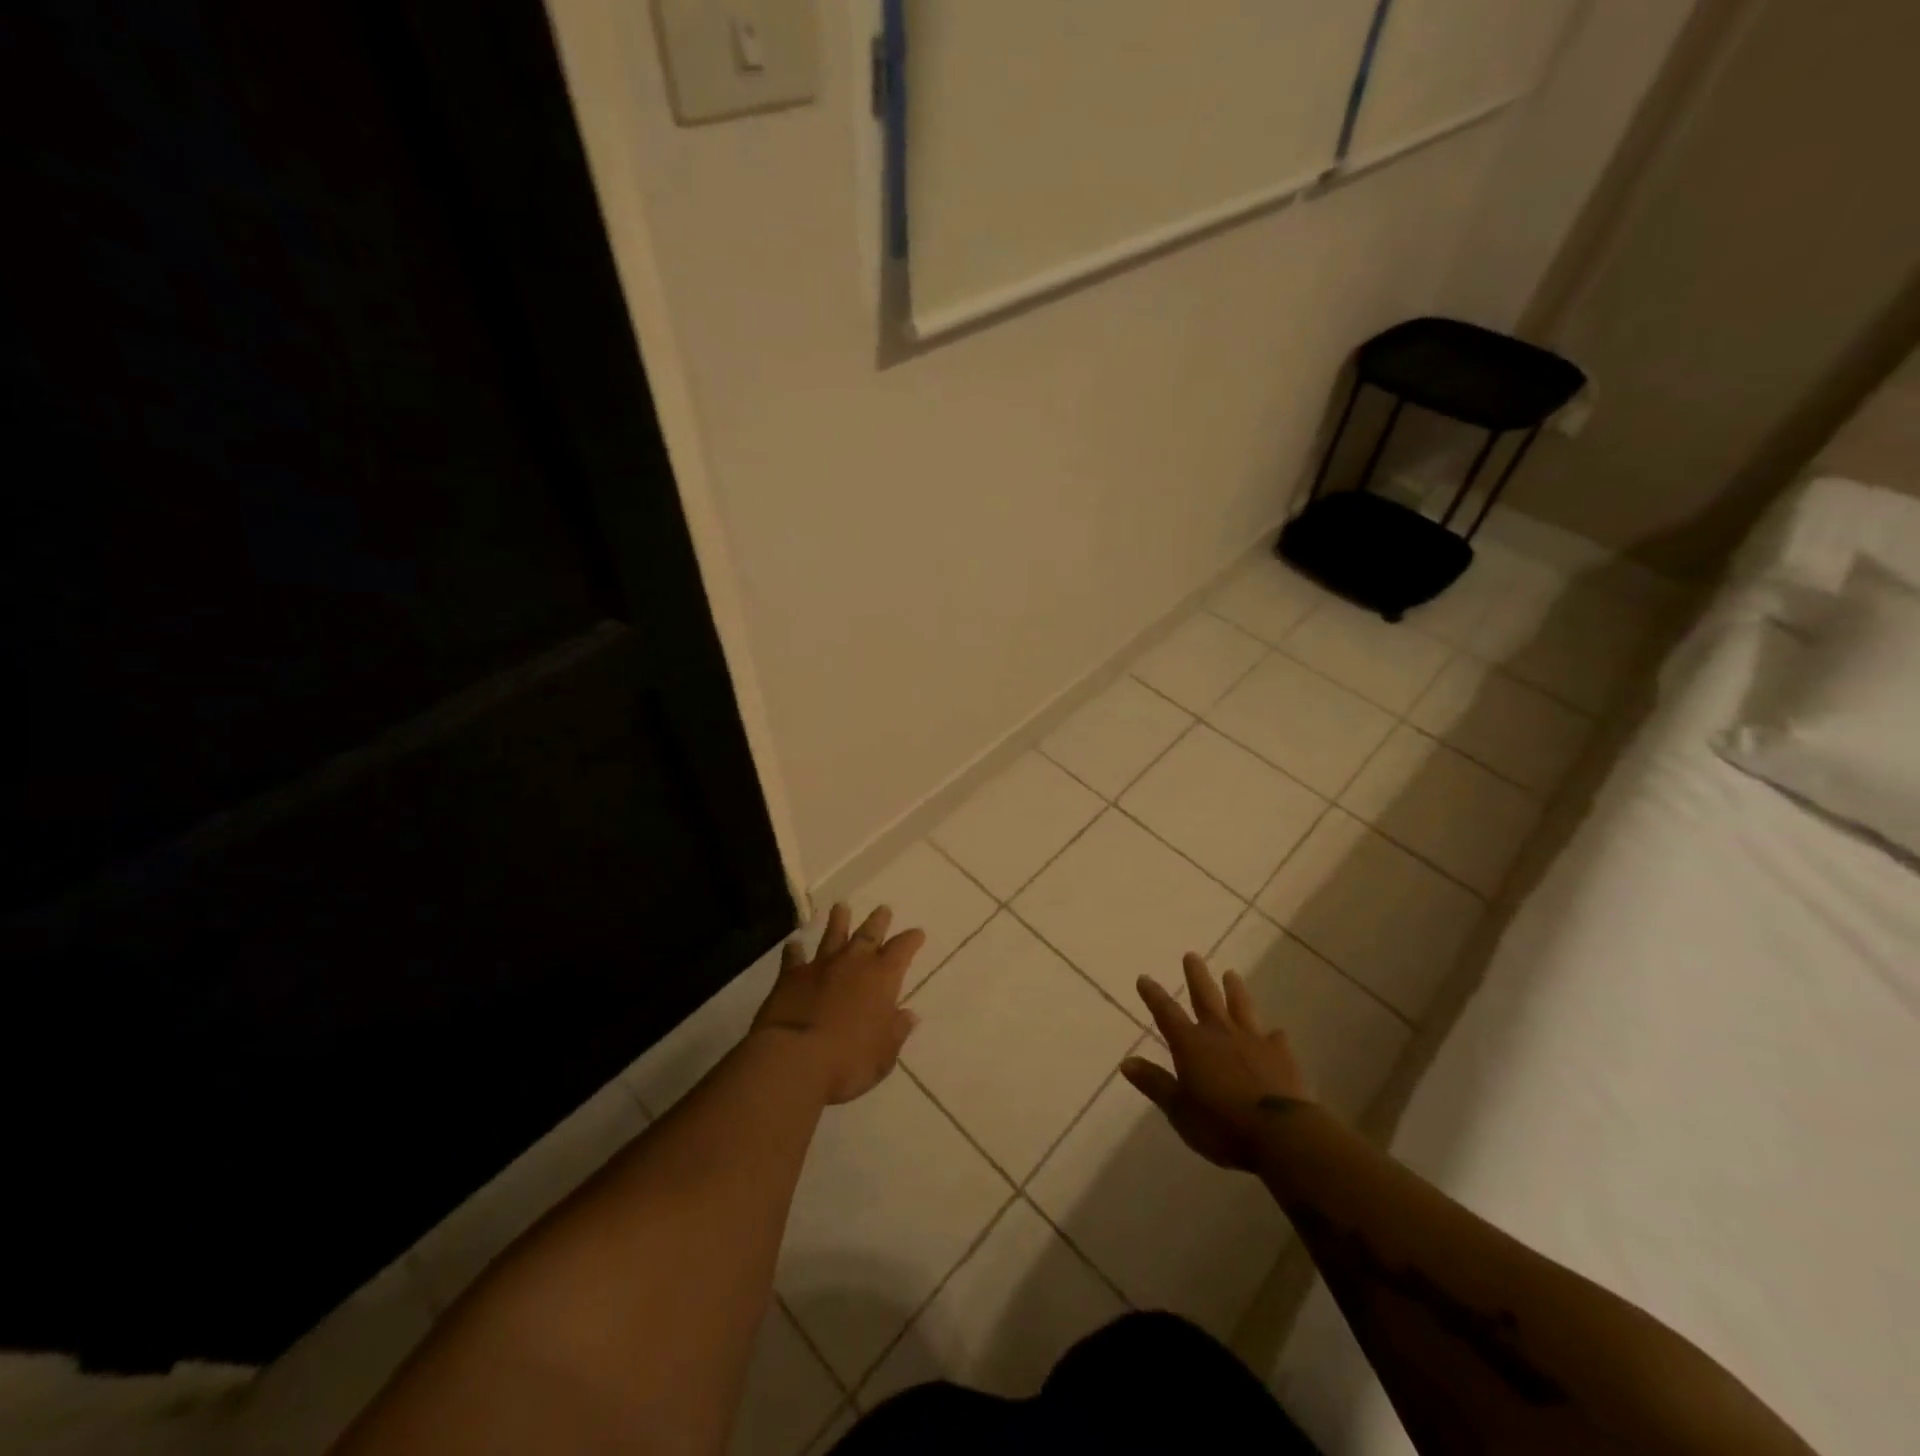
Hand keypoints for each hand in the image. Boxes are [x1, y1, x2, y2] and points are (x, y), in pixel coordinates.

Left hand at [751, 903, 924, 1104]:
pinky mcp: (790, 976)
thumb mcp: (884, 1054)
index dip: (911, 940)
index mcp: (882, 978)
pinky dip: (794, 950)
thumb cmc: (849, 1061)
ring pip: (832, 935)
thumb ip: (896, 1031)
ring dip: (839, 921)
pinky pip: (793, 957)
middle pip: (869, 933)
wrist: (795, 1059)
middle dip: (878, 921)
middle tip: (883, 908)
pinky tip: (793, 944)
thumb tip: (909, 1015)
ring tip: (841, 907)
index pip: (902, 950)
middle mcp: (853, 963)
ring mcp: (820, 966)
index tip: (917, 933)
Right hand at [1120, 953, 1312, 1171]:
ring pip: (1241, 1007)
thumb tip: (1126, 1061)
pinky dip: (1273, 1035)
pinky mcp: (1282, 1056)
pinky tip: (1276, 1033)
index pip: (1166, 1013)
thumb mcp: (1179, 1110)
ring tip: (1231, 974)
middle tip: (1192, 955)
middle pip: (1205, 997)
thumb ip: (1154, 1083)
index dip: (1153, 995)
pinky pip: (1275, 1039)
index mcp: (1191, 1044)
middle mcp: (1220, 1034)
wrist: (1281, 1134)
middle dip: (1196, 976)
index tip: (1144, 977)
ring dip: (1235, 990)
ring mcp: (1254, 1041)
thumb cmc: (1221, 1124)